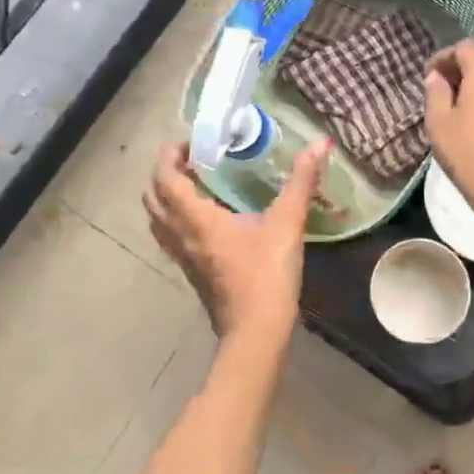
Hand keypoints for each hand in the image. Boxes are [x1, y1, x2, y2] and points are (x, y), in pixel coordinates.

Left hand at [144, 139, 330, 344]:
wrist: (256, 331)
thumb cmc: (267, 274)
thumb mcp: (287, 223)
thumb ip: (302, 181)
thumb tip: (320, 142)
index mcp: (196, 219)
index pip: (165, 178)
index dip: (170, 156)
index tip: (191, 143)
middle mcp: (181, 236)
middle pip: (153, 199)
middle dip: (166, 174)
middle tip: (194, 162)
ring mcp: (183, 258)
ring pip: (159, 221)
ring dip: (168, 199)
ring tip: (198, 186)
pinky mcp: (192, 274)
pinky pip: (172, 238)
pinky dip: (178, 220)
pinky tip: (208, 220)